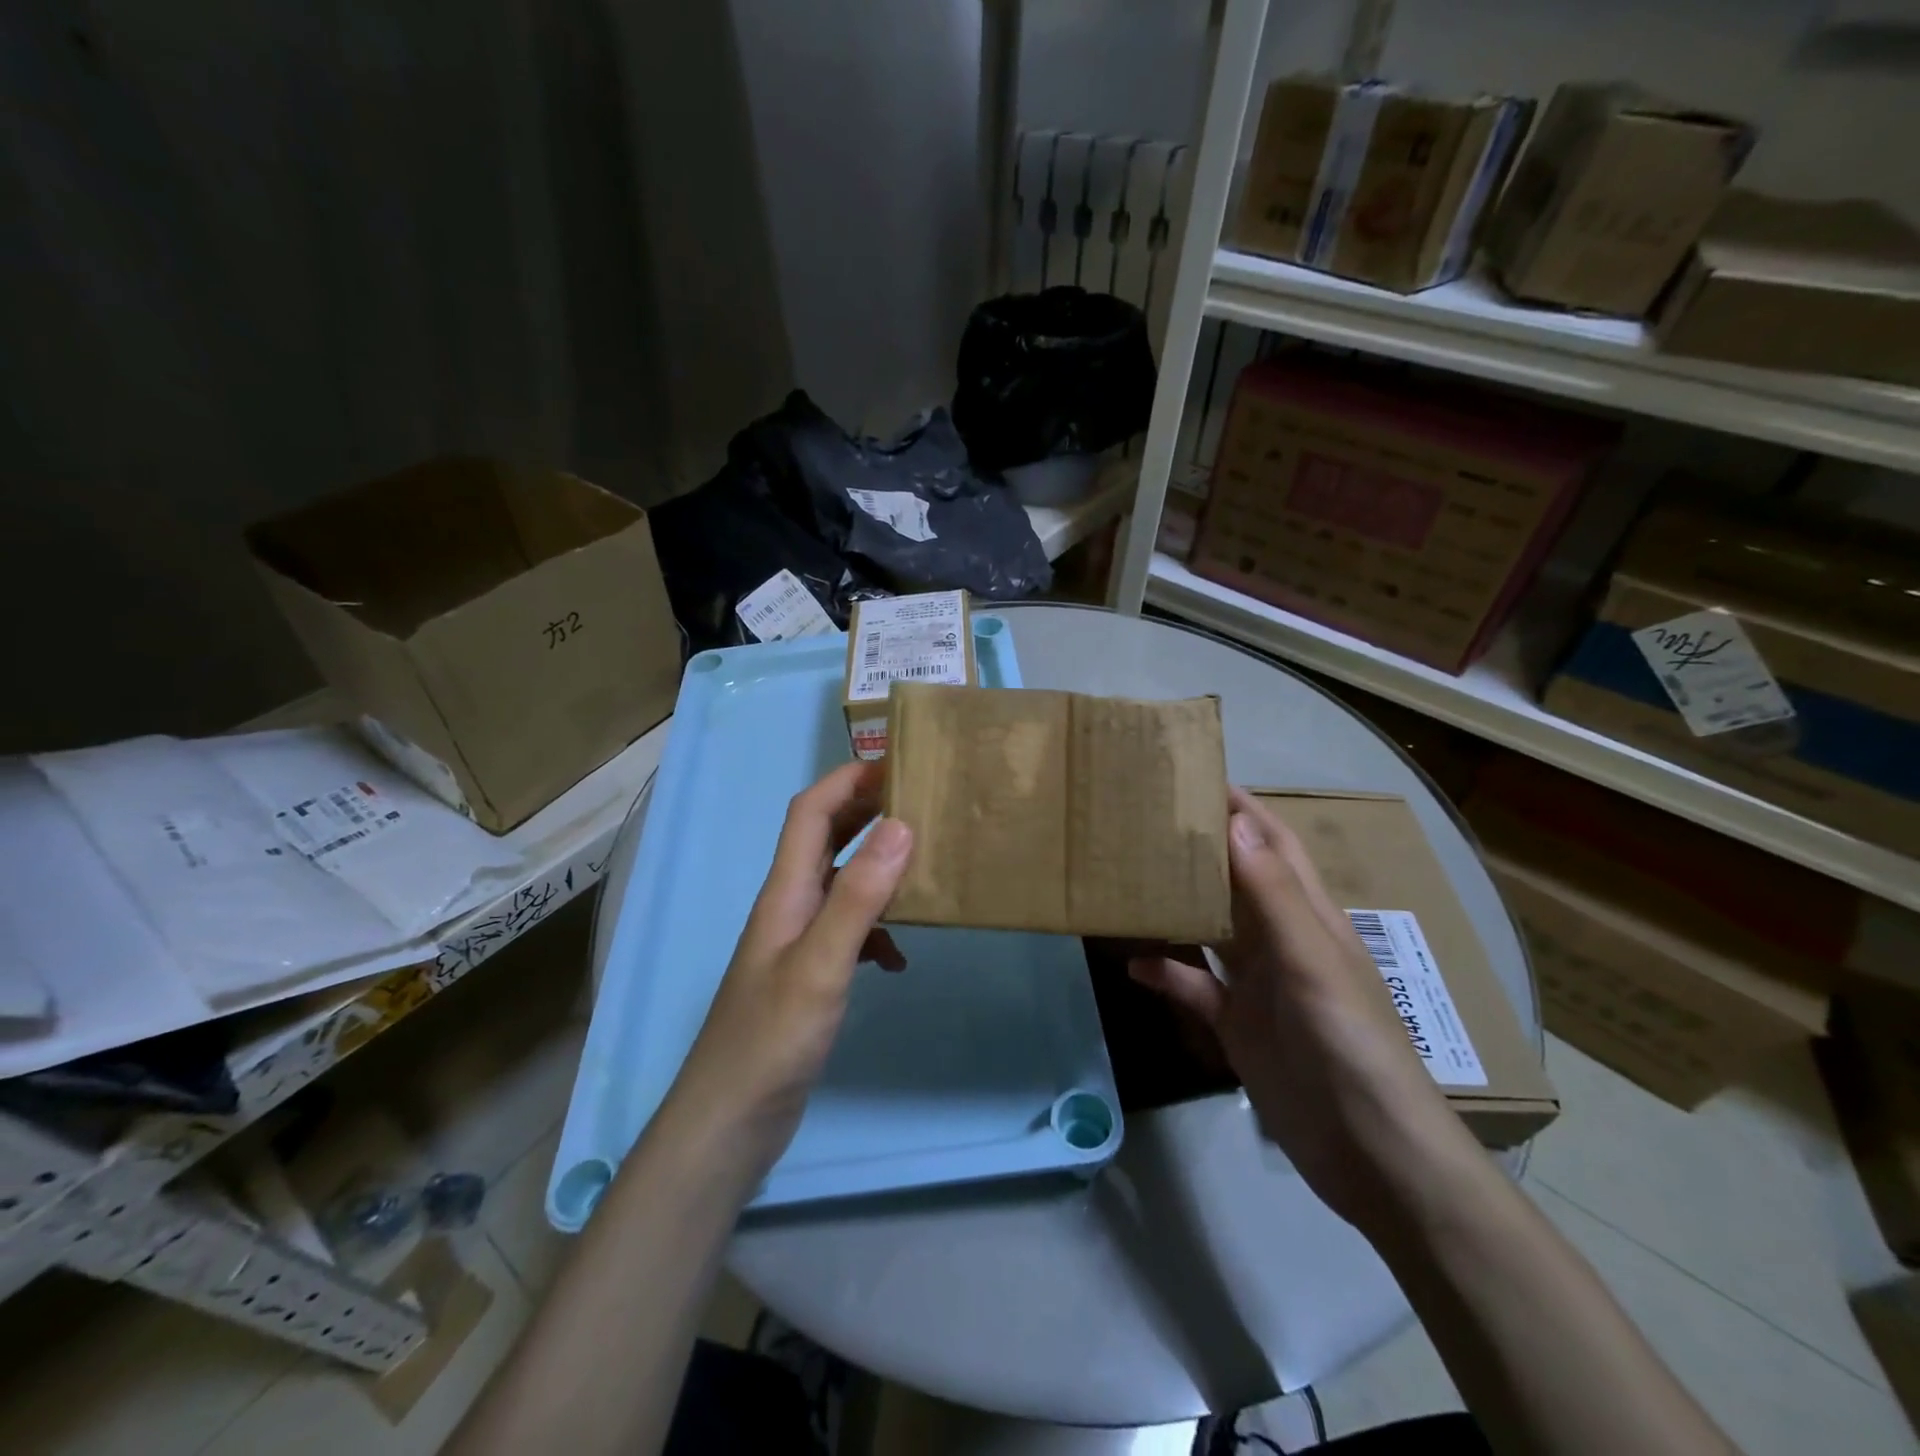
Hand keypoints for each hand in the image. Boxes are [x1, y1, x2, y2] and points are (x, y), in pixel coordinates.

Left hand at [661, 761, 913, 1175]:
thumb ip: (859, 896)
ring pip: (841, 883)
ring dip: (878, 868)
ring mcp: (798, 942)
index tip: (899, 763)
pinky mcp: (810, 976)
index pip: (810, 812)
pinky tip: (899, 958)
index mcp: (785, 891)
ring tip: (924, 867)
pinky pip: (849, 931)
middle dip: (867, 811)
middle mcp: (789, 905)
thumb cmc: (771, 1038)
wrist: (730, 1122)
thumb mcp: (821, 963)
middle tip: (922, 802)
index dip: (848, 780)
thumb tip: (901, 825)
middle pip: (826, 838)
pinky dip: (878, 930)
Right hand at [1129, 788, 1467, 1227]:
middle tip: (1141, 820)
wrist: (1370, 1156)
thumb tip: (1235, 820)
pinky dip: (1166, 974)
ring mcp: (1258, 985)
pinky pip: (1194, 987)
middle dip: (1197, 848)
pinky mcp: (1237, 1025)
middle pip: (1235, 880)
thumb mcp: (1311, 962)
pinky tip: (1132, 965)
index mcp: (1308, 916)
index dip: (1240, 807)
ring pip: (1210, 929)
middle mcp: (1281, 941)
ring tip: (1127, 878)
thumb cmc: (1349, 1046)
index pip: (1272, 844)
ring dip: (1176, 905)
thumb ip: (1272, 893)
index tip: (1193, 776)